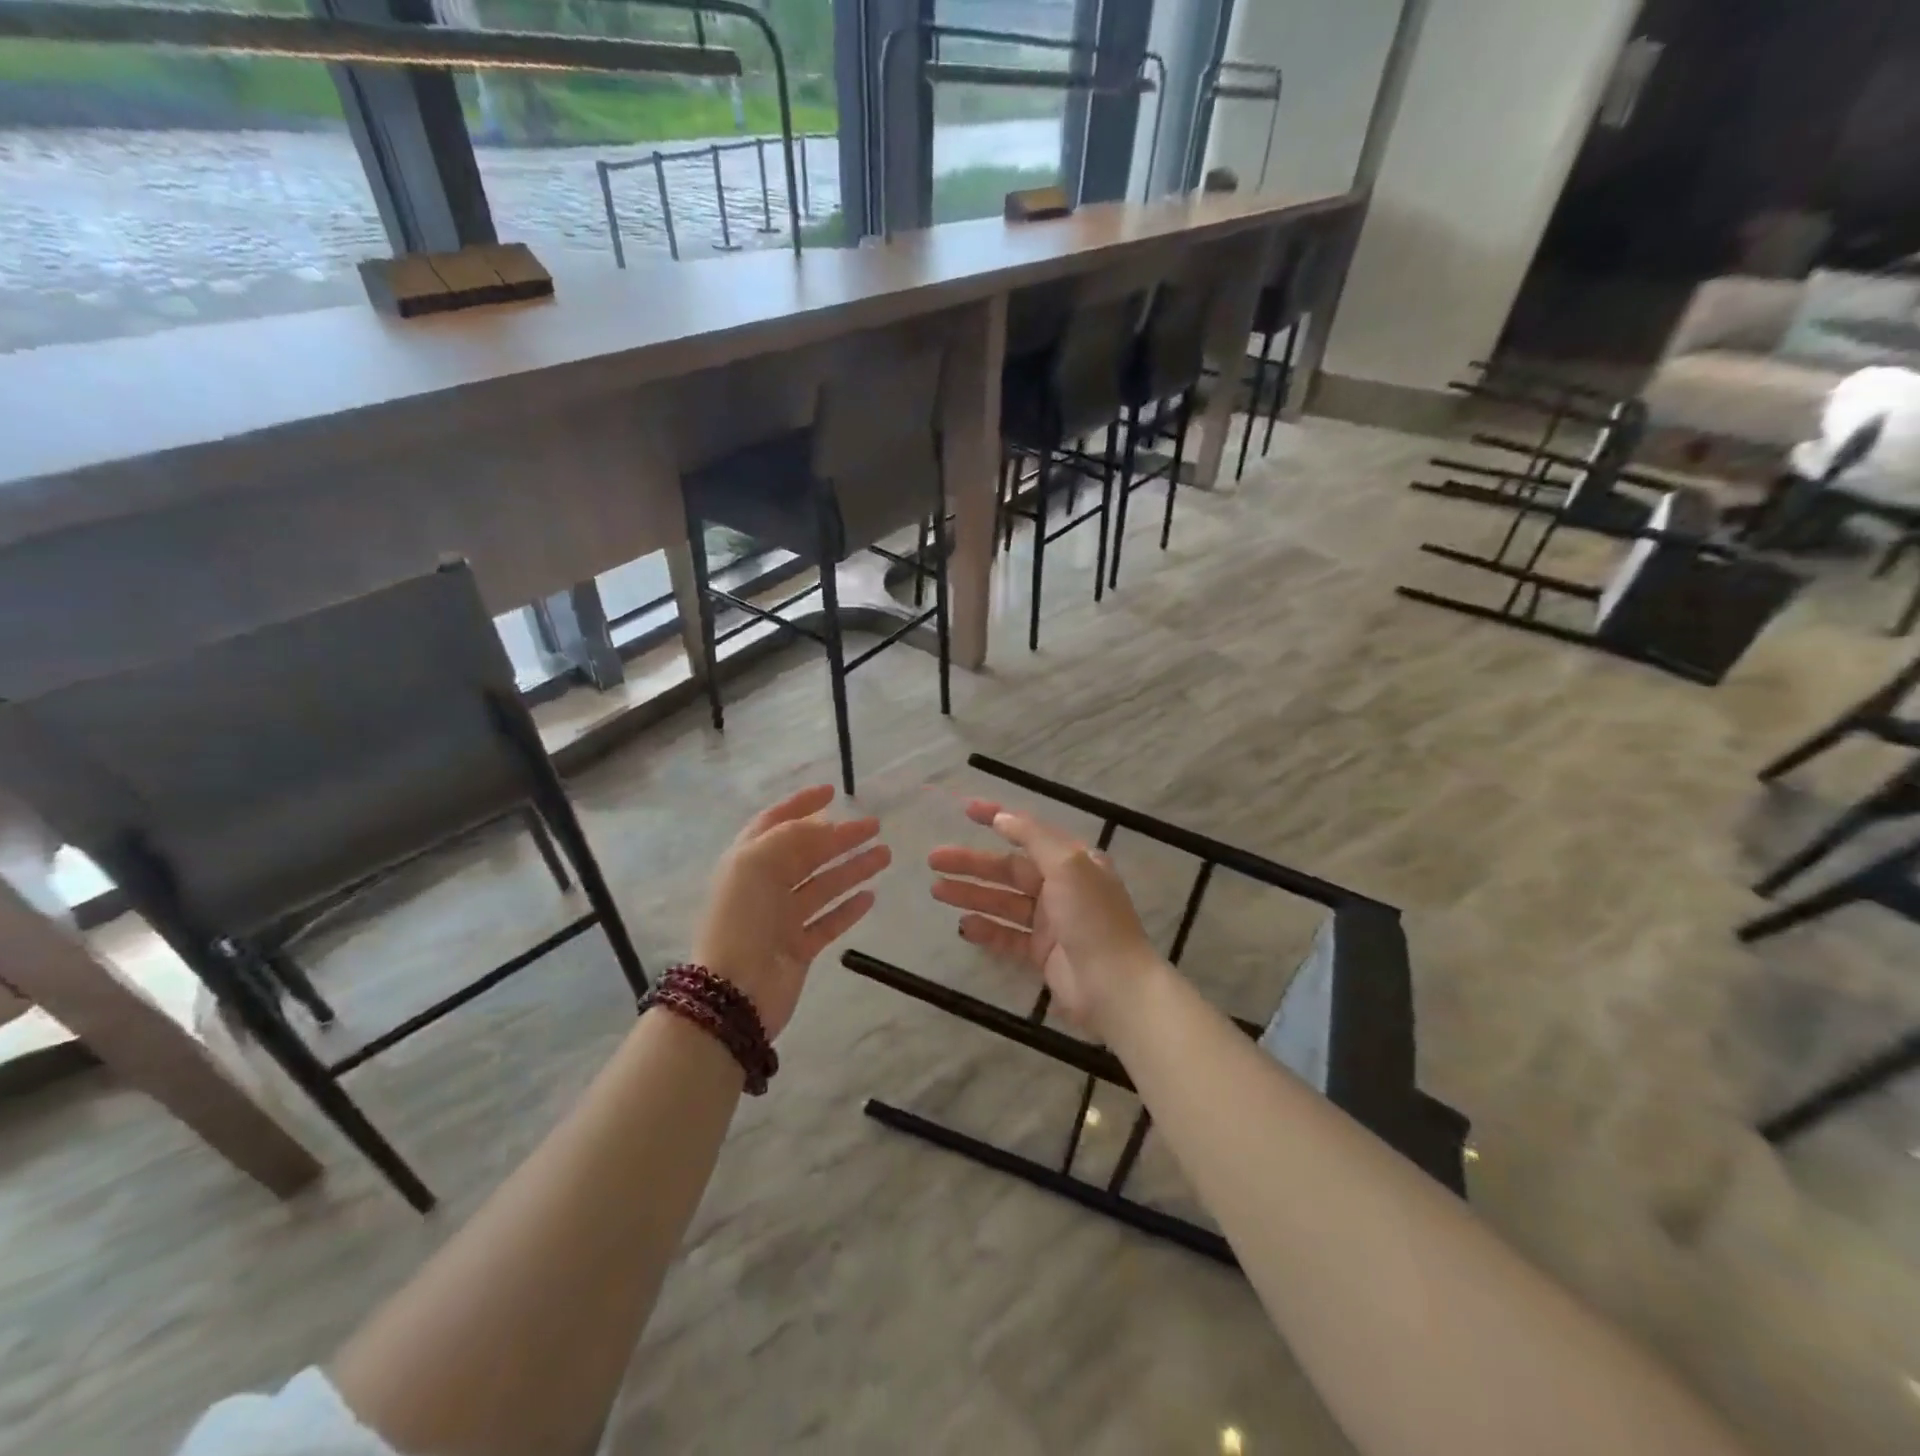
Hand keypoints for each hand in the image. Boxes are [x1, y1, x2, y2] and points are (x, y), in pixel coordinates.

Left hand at [694, 785, 889, 1038]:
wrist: (734, 992)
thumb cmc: (742, 920)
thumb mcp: (758, 864)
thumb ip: (792, 838)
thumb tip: (825, 827)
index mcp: (747, 861)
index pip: (775, 822)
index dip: (802, 805)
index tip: (833, 792)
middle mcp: (764, 886)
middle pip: (807, 853)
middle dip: (840, 837)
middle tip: (874, 826)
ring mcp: (781, 919)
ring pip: (823, 885)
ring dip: (853, 868)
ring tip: (885, 855)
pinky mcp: (799, 948)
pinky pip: (828, 921)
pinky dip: (848, 908)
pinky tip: (870, 896)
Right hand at [927, 800, 1158, 1032]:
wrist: (1114, 986)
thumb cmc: (1092, 917)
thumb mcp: (1067, 864)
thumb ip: (1033, 838)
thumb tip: (1003, 817)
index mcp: (1074, 860)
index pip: (1030, 832)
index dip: (999, 818)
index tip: (966, 811)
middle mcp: (1062, 886)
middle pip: (1009, 869)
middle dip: (972, 863)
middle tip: (934, 859)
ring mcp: (1051, 921)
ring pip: (1003, 901)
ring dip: (971, 893)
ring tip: (936, 890)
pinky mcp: (1042, 953)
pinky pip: (1007, 935)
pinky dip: (985, 929)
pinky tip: (963, 925)